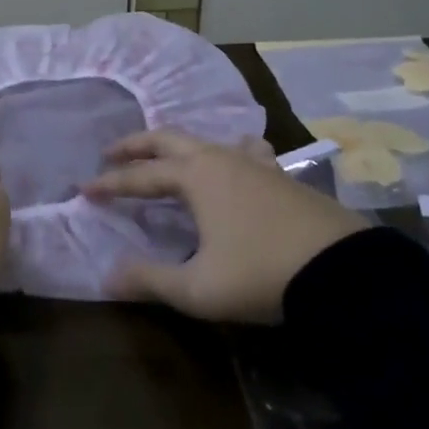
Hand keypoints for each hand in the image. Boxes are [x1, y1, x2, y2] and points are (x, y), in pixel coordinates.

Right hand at [82, 130, 369, 323]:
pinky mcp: (282, 177)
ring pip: (207, 141)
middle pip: (168, 140)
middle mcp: (221, 159)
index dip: (110, 184)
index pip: (140, 176)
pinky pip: (245, 151)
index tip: (84, 189)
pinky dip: (227, 151)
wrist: (344, 273)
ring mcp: (256, 164)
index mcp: (195, 177)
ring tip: (167, 157)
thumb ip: (149, 280)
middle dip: (136, 145)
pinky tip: (236, 159)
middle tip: (111, 154)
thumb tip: (107, 276)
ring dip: (178, 146)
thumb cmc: (261, 275)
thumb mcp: (197, 288)